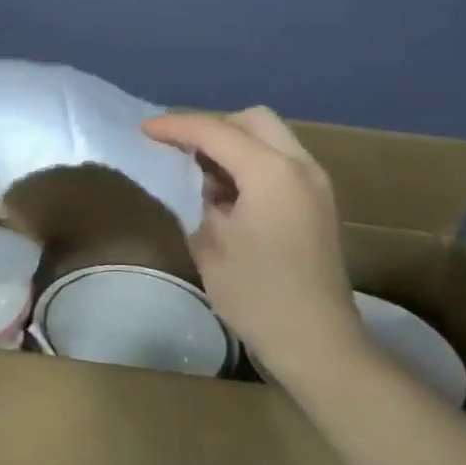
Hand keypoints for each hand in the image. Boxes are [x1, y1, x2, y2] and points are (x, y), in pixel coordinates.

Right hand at [142, 107, 365, 384]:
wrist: (319, 344)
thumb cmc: (258, 297)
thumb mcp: (211, 246)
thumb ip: (201, 201)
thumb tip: (203, 185)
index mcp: (271, 172)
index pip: (216, 132)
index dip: (177, 126)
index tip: (145, 129)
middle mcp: (300, 165)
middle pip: (252, 120)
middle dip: (213, 127)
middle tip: (180, 149)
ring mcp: (316, 182)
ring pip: (271, 138)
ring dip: (235, 144)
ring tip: (202, 172)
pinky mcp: (320, 201)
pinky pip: (282, 161)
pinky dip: (253, 162)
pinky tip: (230, 192)